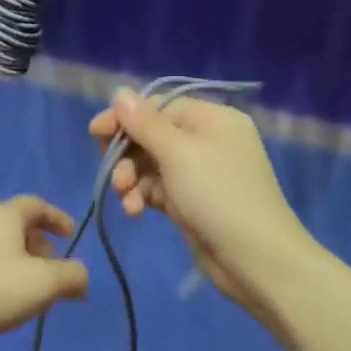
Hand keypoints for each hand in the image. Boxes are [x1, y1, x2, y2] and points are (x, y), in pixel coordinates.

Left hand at [0, 196, 89, 350]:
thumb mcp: (43, 284)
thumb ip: (71, 277)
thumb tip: (81, 276)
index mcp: (5, 215)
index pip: (36, 204)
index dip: (57, 217)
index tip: (70, 235)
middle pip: (17, 226)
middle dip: (39, 245)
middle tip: (55, 270)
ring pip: (0, 248)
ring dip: (21, 264)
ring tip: (33, 293)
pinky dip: (1, 277)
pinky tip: (4, 304)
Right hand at [87, 88, 302, 313]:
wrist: (255, 259)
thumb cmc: (218, 194)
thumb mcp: (178, 153)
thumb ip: (145, 122)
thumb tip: (120, 92)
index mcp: (211, 119)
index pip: (158, 107)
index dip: (125, 118)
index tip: (95, 132)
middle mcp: (206, 141)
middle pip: (151, 136)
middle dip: (126, 154)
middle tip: (112, 174)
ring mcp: (198, 173)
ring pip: (150, 165)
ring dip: (131, 179)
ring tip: (125, 197)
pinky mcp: (190, 202)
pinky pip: (156, 189)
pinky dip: (142, 197)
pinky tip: (135, 211)